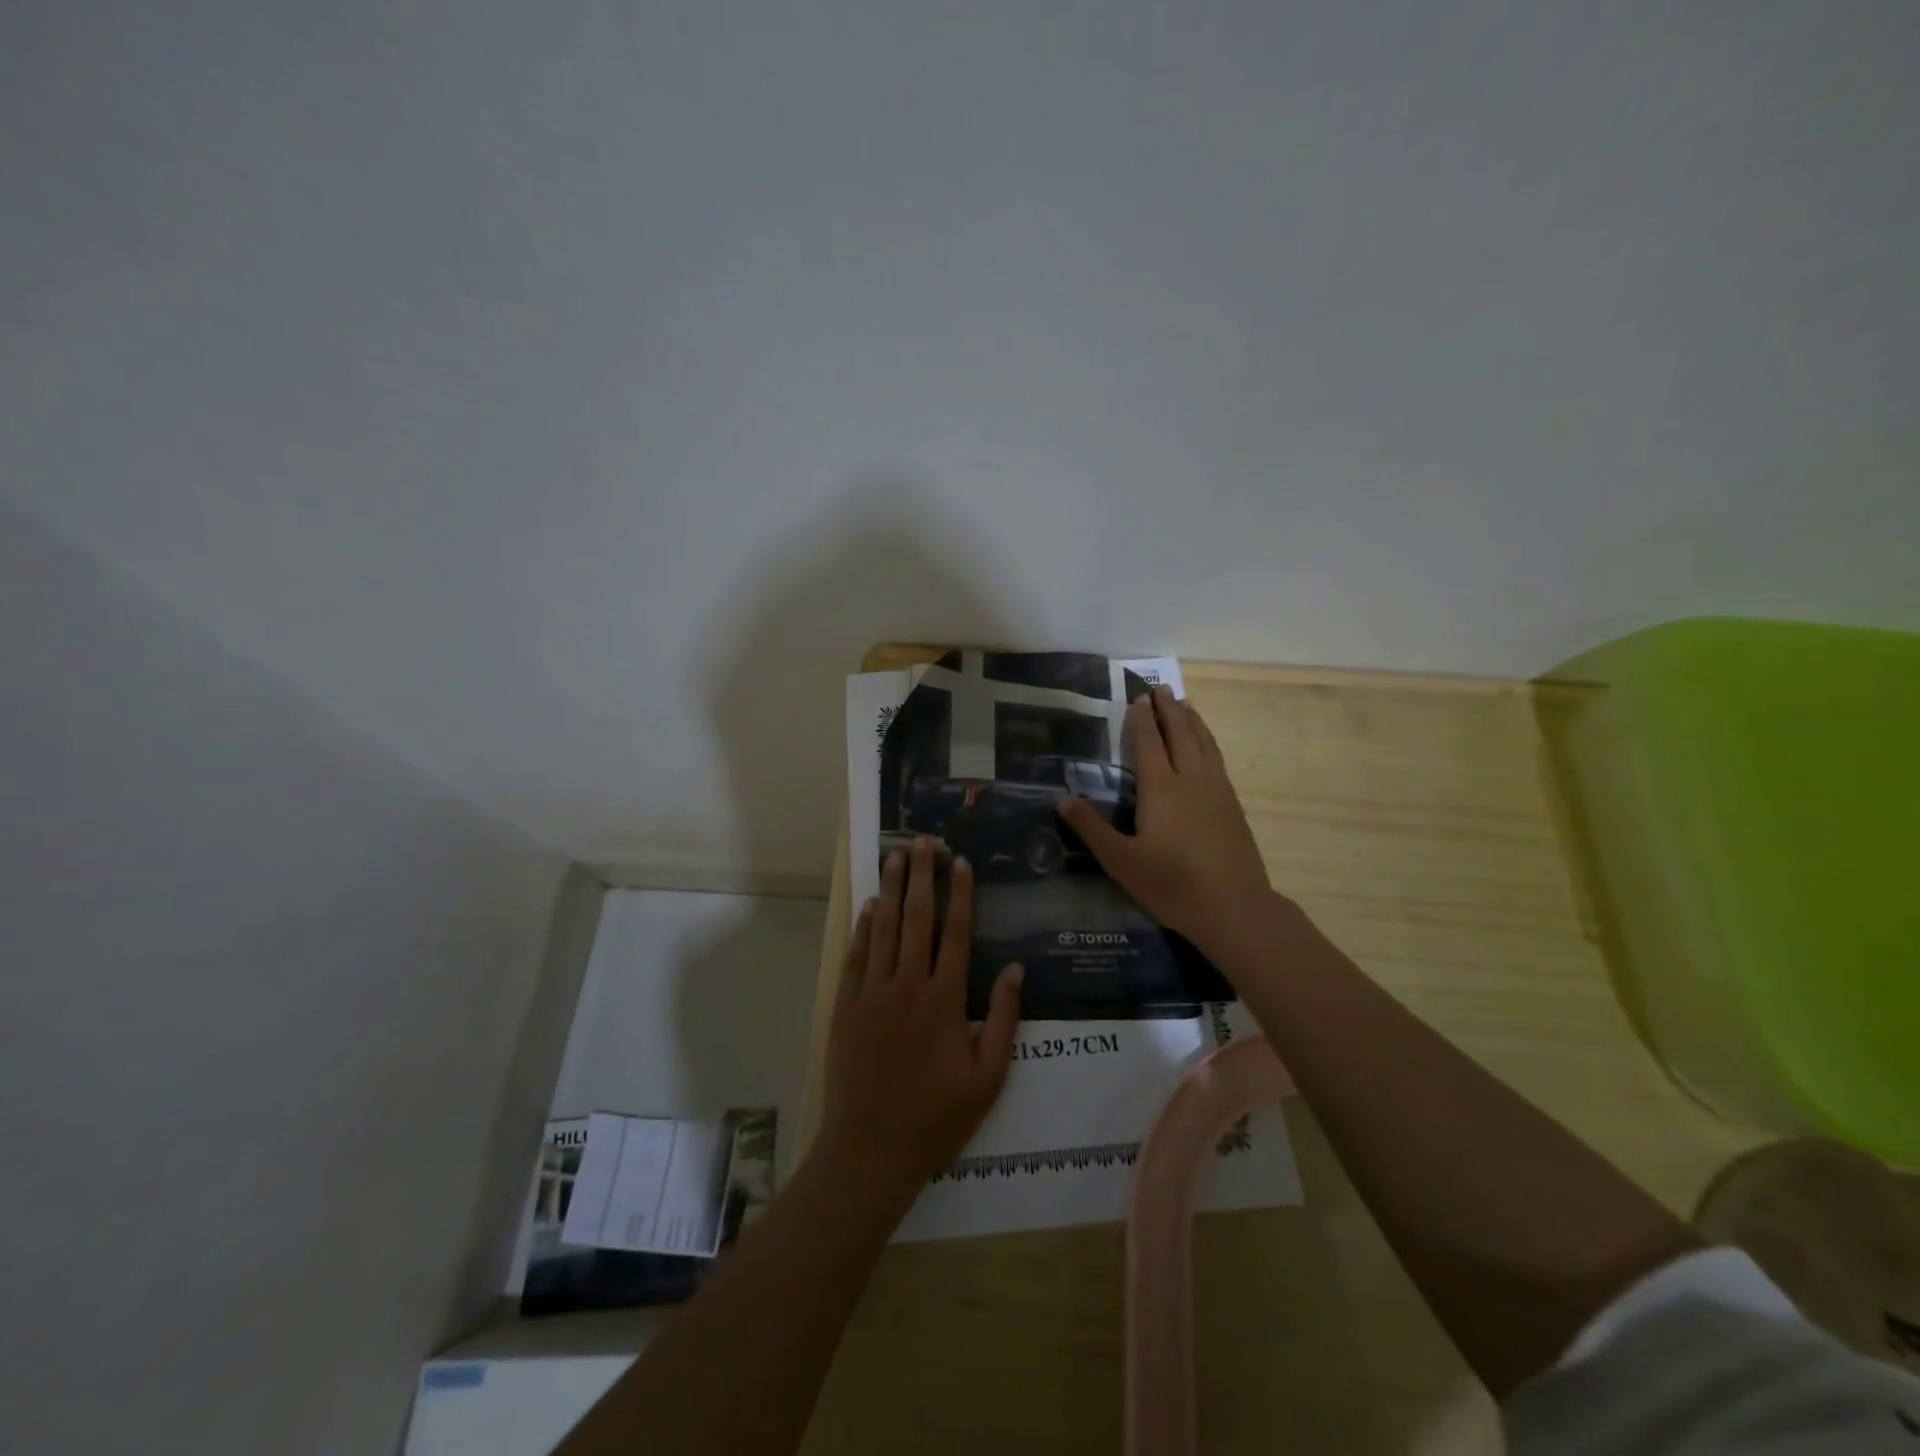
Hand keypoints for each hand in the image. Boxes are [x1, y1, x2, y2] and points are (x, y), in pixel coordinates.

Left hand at [817, 839, 1023, 1198]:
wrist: (871, 1148)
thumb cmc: (937, 1116)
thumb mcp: (987, 1077)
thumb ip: (1002, 1018)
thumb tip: (1014, 968)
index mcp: (945, 1000)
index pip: (956, 933)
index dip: (960, 895)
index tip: (961, 863)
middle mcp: (908, 985)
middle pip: (917, 918)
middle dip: (922, 876)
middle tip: (924, 842)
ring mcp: (873, 993)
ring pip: (884, 929)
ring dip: (891, 890)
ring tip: (896, 856)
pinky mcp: (846, 1006)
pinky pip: (856, 956)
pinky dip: (863, 928)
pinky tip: (870, 905)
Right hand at [1058, 685, 1276, 960]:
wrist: (1234, 908)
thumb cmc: (1171, 885)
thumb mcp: (1121, 861)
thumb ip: (1091, 828)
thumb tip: (1062, 798)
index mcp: (1161, 789)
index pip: (1148, 743)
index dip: (1141, 719)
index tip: (1137, 697)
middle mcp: (1191, 780)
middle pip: (1180, 734)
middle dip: (1168, 709)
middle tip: (1160, 688)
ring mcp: (1217, 790)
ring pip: (1204, 743)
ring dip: (1192, 720)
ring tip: (1184, 703)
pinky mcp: (1233, 805)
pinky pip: (1217, 758)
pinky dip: (1208, 740)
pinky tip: (1206, 745)